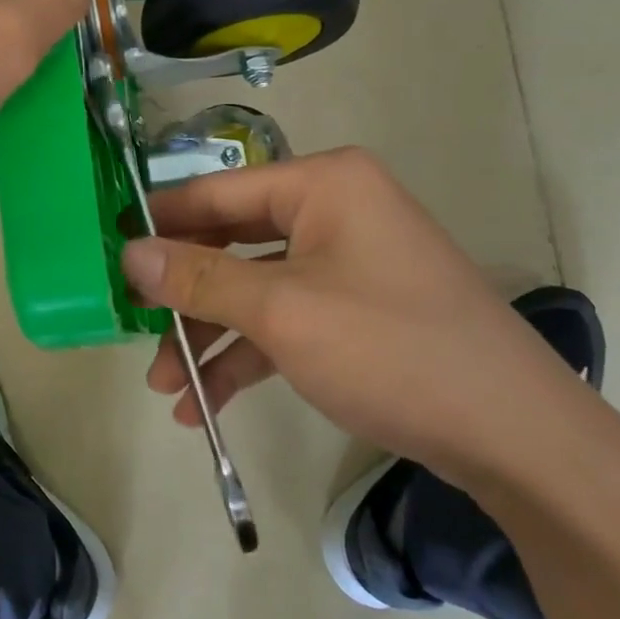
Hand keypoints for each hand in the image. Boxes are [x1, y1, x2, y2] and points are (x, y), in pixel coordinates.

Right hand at [121, 148, 603, 481]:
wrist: (513, 434)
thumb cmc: (390, 349)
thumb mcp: (282, 312)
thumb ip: (200, 277)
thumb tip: (129, 251)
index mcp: (323, 184)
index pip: (217, 191)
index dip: (159, 222)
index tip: (107, 255)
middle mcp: (335, 209)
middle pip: (233, 240)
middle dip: (183, 294)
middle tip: (133, 329)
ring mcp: (347, 261)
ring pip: (255, 287)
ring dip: (209, 335)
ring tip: (166, 389)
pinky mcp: (356, 309)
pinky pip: (285, 319)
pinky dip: (247, 355)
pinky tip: (206, 404)